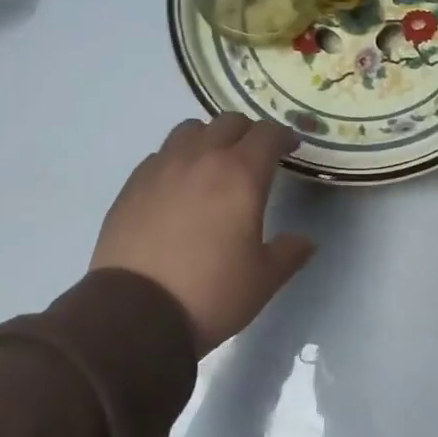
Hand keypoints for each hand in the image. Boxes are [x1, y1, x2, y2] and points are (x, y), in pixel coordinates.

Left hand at [91, 115, 316, 353]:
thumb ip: (289, 252)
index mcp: (241, 175)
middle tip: (257, 156)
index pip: (267, 134)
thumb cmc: (212, 293)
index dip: (284, 136)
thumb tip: (305, 240)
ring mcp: (161, 168)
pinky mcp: (132, 185)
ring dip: (210, 138)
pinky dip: (178, 159)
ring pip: (190, 130)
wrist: (136, 313)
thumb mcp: (264, 279)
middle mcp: (200, 159)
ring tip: (215, 163)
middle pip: (228, 123)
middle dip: (249, 133)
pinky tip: (180, 186)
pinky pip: (161, 155)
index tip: (291, 146)